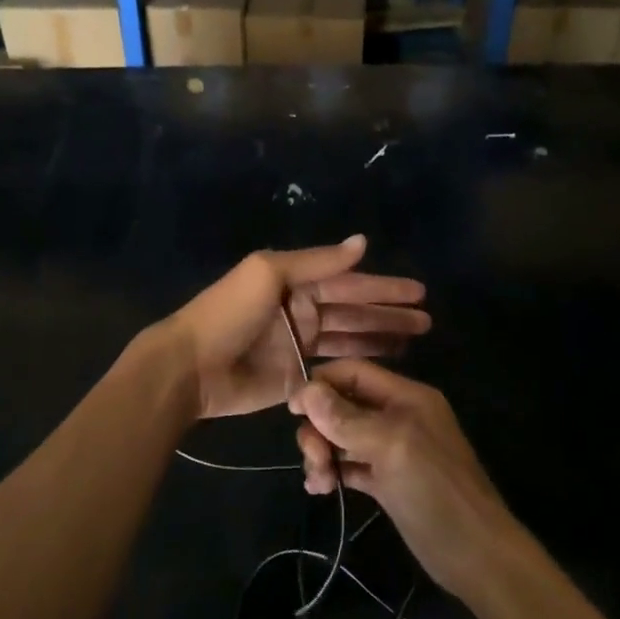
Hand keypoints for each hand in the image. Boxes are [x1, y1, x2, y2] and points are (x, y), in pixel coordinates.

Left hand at [170, 236, 429, 420]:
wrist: (191, 366)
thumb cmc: (229, 313)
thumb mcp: (270, 273)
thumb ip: (317, 262)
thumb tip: (362, 241)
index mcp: (296, 281)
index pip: (349, 282)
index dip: (383, 287)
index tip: (419, 292)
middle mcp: (303, 309)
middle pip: (355, 310)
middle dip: (389, 313)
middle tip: (427, 320)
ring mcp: (300, 345)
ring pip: (350, 338)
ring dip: (381, 336)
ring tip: (416, 339)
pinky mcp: (296, 376)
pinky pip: (335, 366)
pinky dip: (359, 362)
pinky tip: (385, 363)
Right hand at [290, 360, 515, 598]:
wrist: (476, 556)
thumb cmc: (436, 491)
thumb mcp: (390, 446)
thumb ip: (347, 418)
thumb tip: (306, 390)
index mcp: (406, 396)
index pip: (354, 373)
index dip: (321, 384)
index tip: (292, 409)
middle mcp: (398, 416)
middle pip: (344, 405)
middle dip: (320, 426)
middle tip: (312, 457)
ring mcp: (393, 450)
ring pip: (344, 436)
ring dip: (323, 452)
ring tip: (318, 481)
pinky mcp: (388, 481)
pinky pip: (351, 464)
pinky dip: (334, 472)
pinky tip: (321, 489)